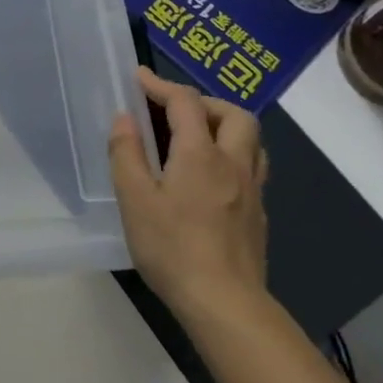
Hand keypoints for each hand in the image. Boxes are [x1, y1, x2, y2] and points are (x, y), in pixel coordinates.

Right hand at [108, 67, 269, 319]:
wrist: (225, 304)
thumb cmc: (172, 248)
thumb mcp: (134, 200)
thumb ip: (127, 153)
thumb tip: (124, 118)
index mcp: (200, 154)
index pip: (184, 102)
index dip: (160, 85)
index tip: (138, 78)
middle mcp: (233, 163)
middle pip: (233, 114)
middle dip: (202, 102)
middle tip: (172, 111)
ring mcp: (251, 190)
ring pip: (251, 140)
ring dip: (224, 126)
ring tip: (195, 137)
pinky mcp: (258, 214)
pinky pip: (251, 167)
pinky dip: (231, 154)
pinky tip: (210, 176)